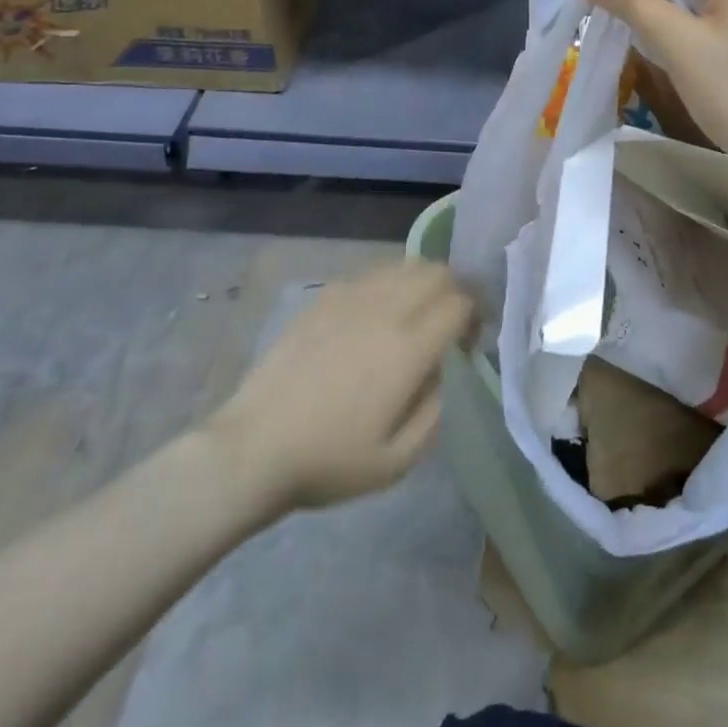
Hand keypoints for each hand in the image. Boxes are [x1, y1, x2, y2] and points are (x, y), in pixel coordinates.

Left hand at [206, 260, 475, 511]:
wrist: (253, 448)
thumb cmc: (328, 461)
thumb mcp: (397, 462)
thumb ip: (434, 410)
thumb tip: (440, 371)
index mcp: (408, 349)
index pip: (459, 303)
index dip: (474, 316)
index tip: (467, 342)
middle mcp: (385, 310)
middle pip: (436, 272)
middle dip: (454, 291)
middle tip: (448, 323)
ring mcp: (351, 297)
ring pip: (404, 264)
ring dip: (422, 282)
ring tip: (415, 314)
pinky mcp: (324, 297)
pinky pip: (371, 274)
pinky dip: (388, 284)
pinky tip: (376, 315)